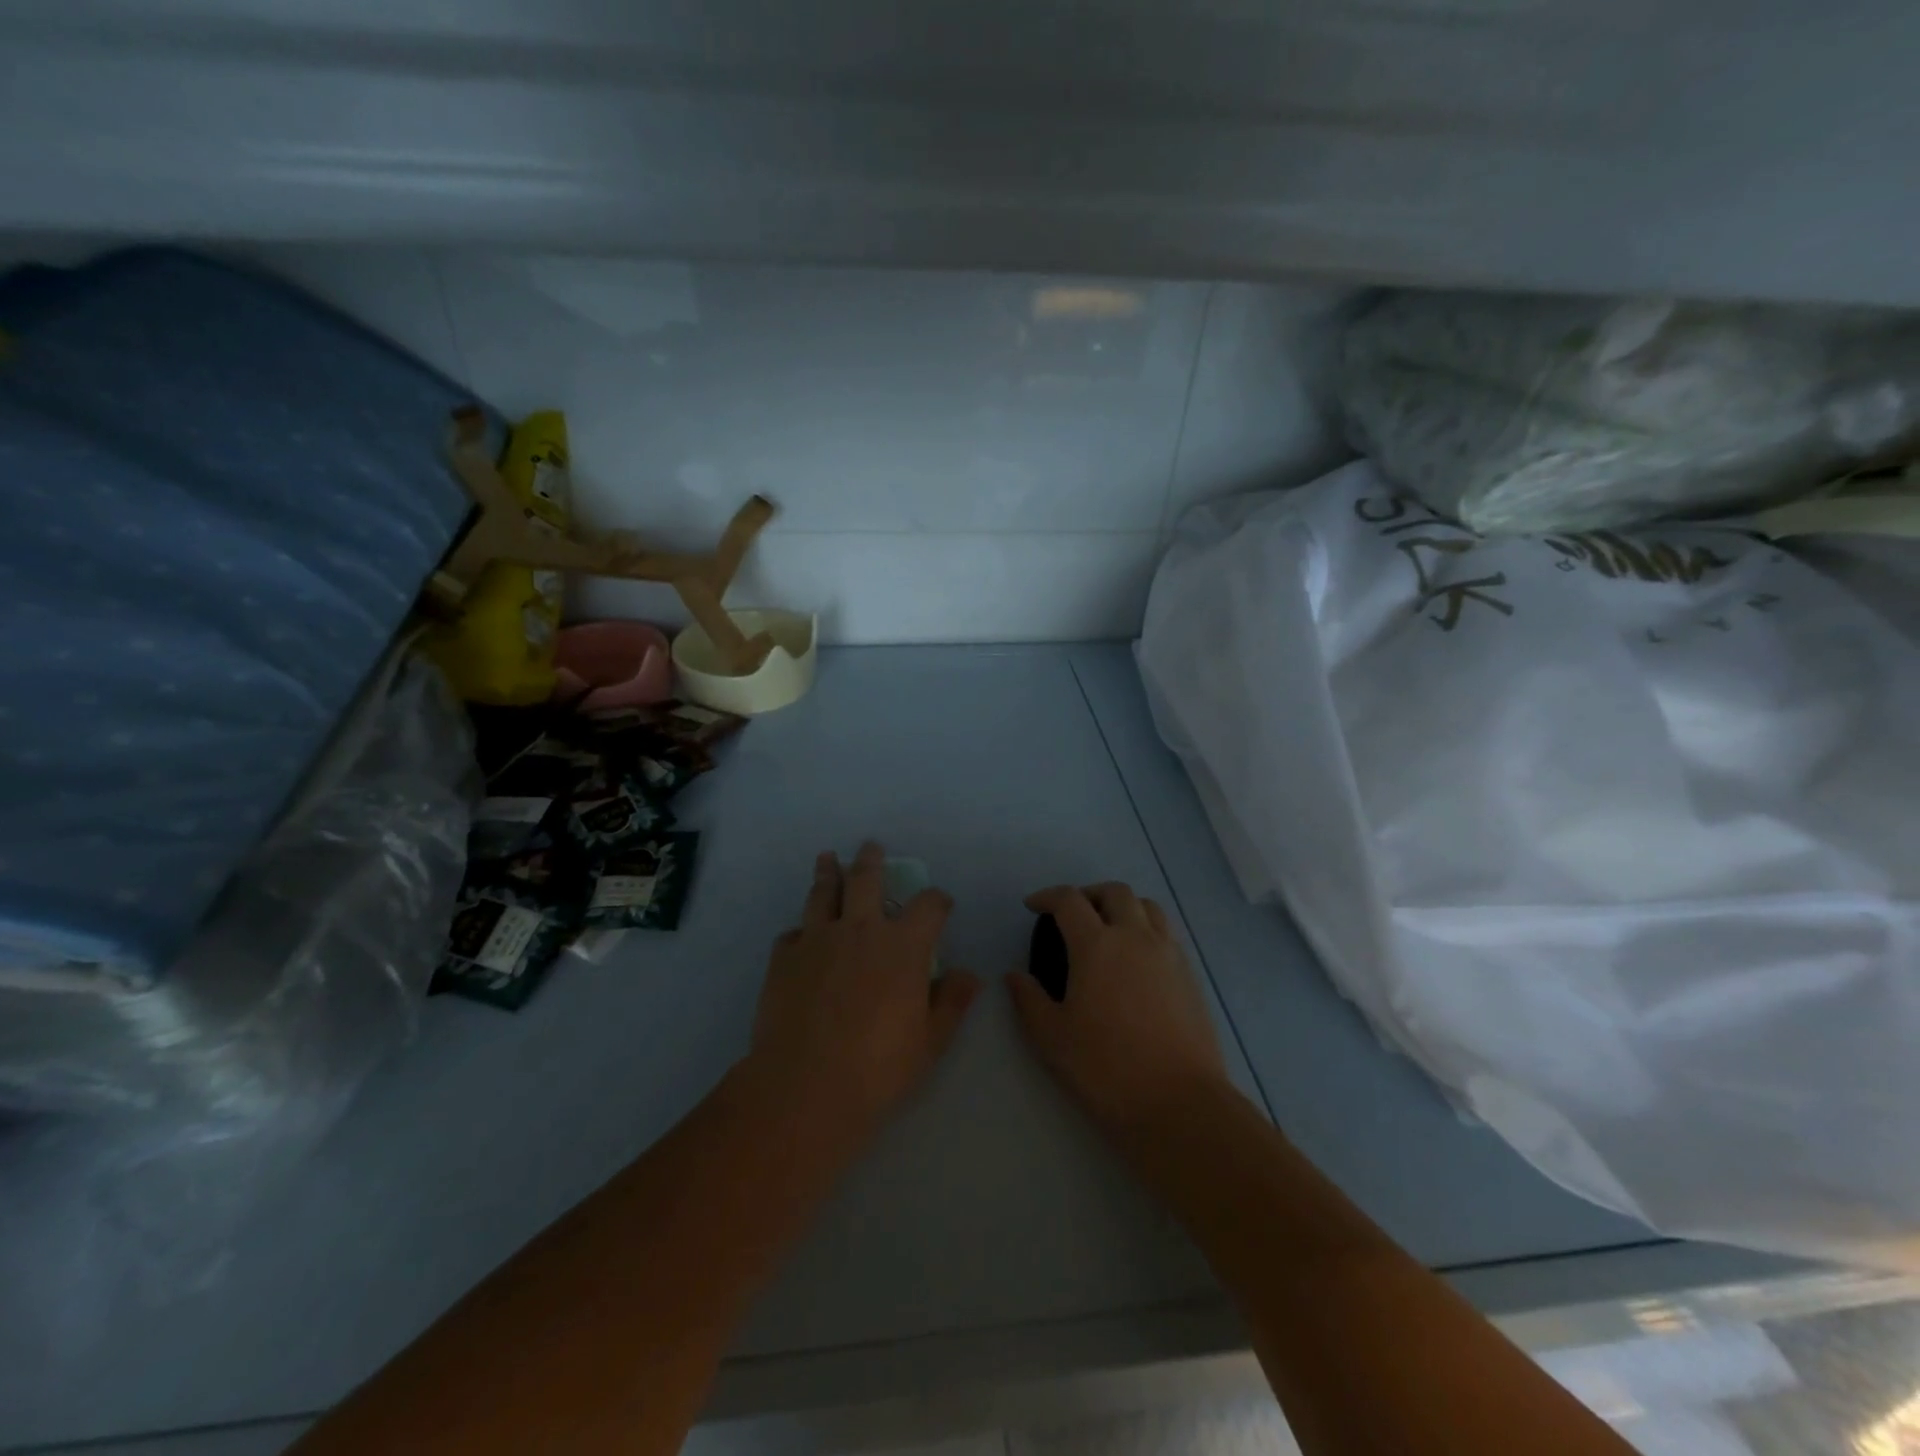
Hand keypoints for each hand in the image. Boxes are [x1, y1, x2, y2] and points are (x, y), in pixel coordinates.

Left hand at [746, 843, 981, 1149]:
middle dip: (871, 860)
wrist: (805, 1084)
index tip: (940, 902)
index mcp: (902, 946)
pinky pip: (792, 932)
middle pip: (866, 879)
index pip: (928, 906)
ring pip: (824, 893)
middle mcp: (860, 930)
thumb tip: (970, 975)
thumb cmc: (878, 1067)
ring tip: (827, 859)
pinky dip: (800, 930)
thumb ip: (951, 1002)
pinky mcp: (784, 957)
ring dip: (828, 873)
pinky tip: (800, 935)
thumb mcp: (929, 1041)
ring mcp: (818, 939)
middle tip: (871, 846)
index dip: (937, 899)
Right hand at [1007, 882, 1228, 1136]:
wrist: (1179, 1103)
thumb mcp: (1053, 1038)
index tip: (1033, 906)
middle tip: (1072, 914)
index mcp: (1097, 945)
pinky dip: (1146, 929)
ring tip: (1108, 928)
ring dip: (1122, 906)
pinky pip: (1166, 933)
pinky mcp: (1189, 974)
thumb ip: (1029, 1000)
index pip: (1070, 900)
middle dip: (1088, 894)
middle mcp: (1135, 937)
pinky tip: (1136, 959)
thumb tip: (1015, 976)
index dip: (1047, 897)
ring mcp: (1168, 954)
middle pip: (1114, 892)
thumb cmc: (1107, 1068)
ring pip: (1147, 906)